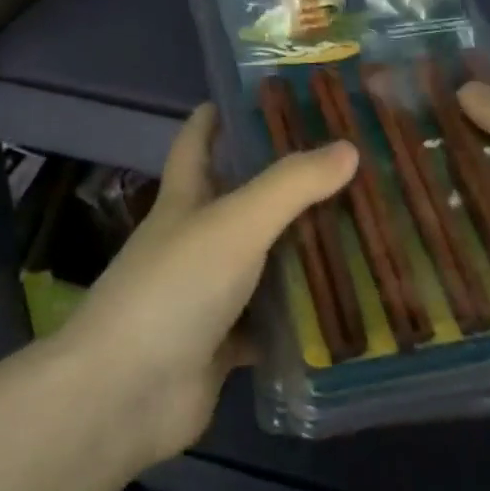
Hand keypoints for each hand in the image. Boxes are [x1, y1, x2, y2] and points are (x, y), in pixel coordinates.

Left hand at [54, 103, 356, 464]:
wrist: (126, 393)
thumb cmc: (174, 290)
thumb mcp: (234, 224)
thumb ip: (291, 185)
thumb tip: (348, 148)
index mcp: (184, 202)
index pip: (197, 144)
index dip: (218, 116)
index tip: (259, 96)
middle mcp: (194, 244)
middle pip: (242, 203)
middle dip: (285, 185)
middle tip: (347, 167)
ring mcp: (207, 297)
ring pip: (262, 265)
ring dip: (302, 253)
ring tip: (363, 232)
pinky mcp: (222, 346)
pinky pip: (270, 324)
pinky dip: (301, 318)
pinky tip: (347, 307)